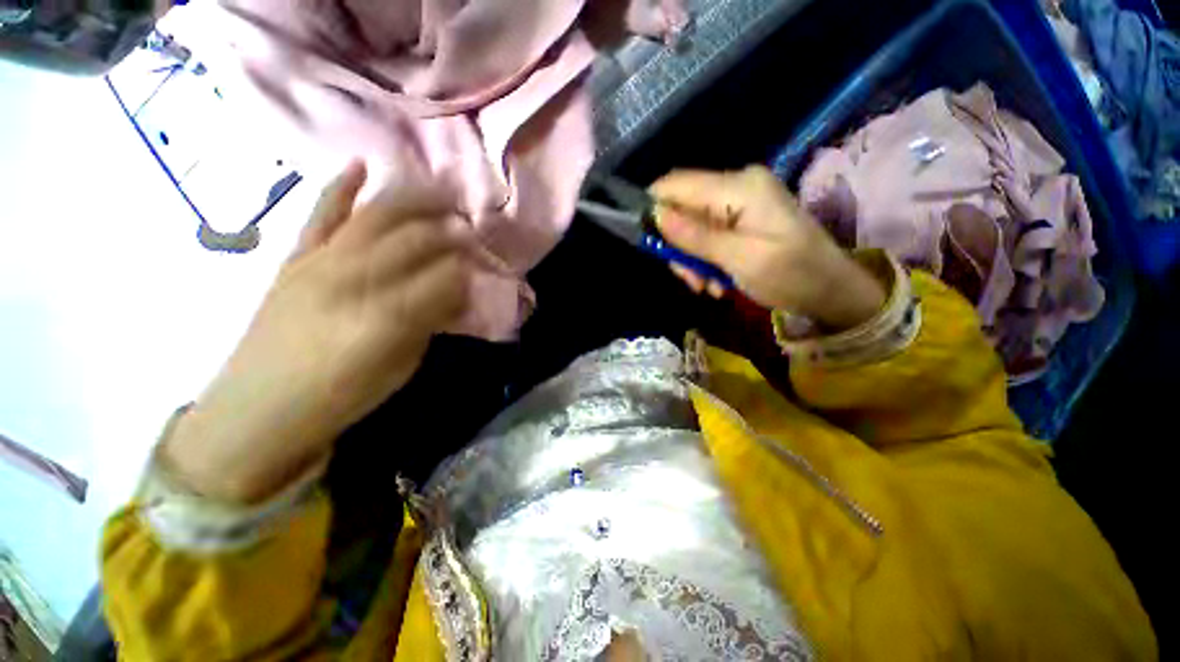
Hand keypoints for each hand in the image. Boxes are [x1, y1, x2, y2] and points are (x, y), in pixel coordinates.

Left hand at [163, 162, 479, 502]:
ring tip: (441, 194)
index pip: (444, 276)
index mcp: (388, 317)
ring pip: (375, 216)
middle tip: (470, 229)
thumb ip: (431, 322)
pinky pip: (320, 213)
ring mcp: (320, 262)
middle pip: (414, 239)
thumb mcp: (403, 366)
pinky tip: (362, 165)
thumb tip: (455, 293)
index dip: (467, 269)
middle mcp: (354, 279)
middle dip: (451, 231)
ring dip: (414, 200)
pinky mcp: (296, 257)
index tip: (479, 268)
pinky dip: (341, 185)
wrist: (259, 409)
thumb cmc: (342, 396)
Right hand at [651, 166, 885, 330]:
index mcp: (738, 187)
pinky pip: (707, 236)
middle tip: (690, 280)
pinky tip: (717, 282)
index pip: (676, 184)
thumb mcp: (740, 259)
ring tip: (707, 286)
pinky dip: (705, 261)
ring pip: (690, 227)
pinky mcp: (742, 220)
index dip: (653, 210)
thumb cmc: (792, 275)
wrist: (833, 291)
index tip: (648, 245)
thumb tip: (655, 215)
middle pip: (681, 209)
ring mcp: (739, 204)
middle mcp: (736, 187)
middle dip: (677, 246)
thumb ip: (696, 236)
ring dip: (692, 259)